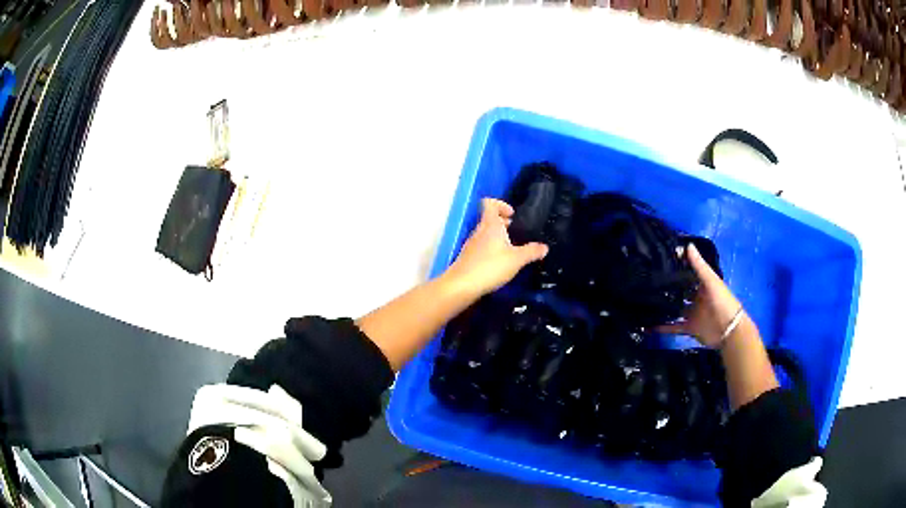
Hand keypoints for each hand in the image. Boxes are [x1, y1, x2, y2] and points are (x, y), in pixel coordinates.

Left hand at [443, 198, 548, 297]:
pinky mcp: (468, 257)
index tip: (513, 215)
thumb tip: (545, 247)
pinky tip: (499, 263)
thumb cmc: (490, 266)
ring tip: (511, 250)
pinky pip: (481, 247)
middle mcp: (479, 231)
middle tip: (516, 233)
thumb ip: (531, 252)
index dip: (501, 204)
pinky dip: (491, 250)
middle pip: (489, 219)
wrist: (462, 285)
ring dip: (498, 237)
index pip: (490, 203)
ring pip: (485, 233)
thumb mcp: (517, 259)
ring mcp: (471, 244)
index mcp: (490, 225)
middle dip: (503, 223)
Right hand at [657, 243, 743, 347]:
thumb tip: (687, 245)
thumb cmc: (722, 301)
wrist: (729, 331)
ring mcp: (692, 313)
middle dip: (669, 286)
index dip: (679, 265)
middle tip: (650, 280)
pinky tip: (650, 325)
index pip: (689, 271)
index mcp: (703, 284)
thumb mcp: (711, 281)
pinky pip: (673, 327)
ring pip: (675, 308)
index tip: (662, 258)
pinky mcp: (689, 327)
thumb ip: (699, 265)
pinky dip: (663, 327)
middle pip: (681, 290)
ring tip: (646, 301)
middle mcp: (697, 297)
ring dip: (664, 306)